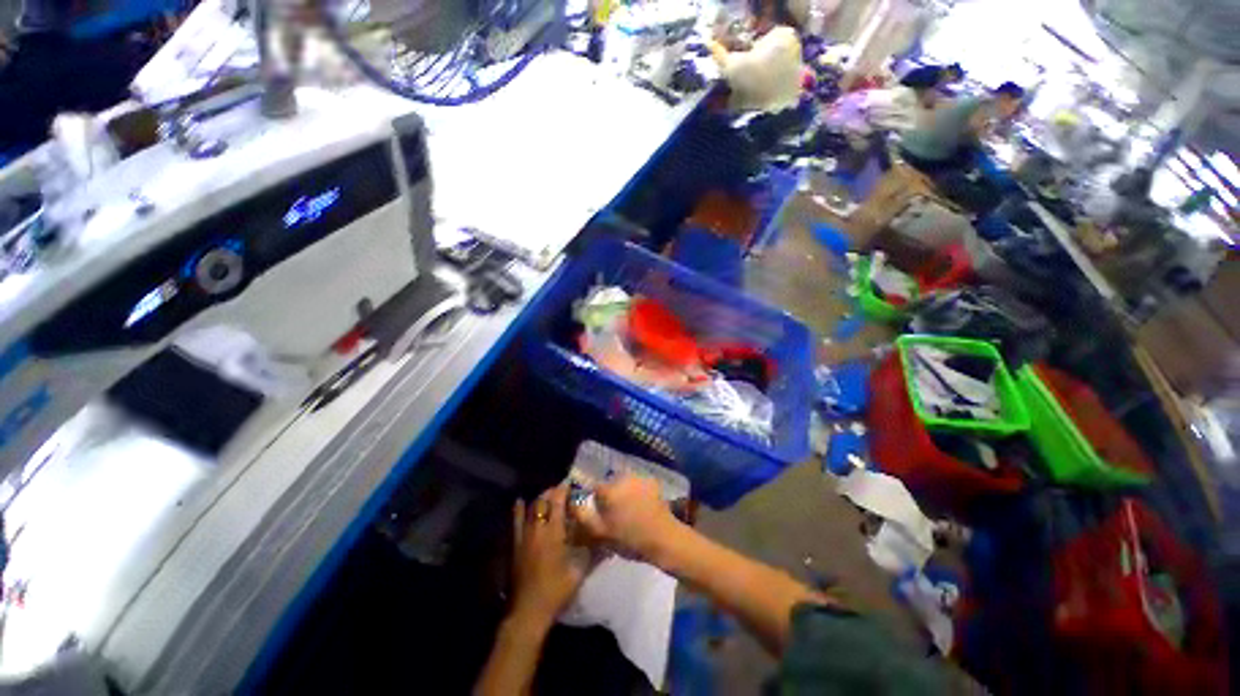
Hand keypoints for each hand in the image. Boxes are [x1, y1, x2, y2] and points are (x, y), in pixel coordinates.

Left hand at [509, 485, 586, 629]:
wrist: (529, 610)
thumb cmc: (556, 589)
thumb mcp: (579, 570)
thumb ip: (592, 551)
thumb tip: (607, 539)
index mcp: (552, 532)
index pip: (557, 503)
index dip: (563, 490)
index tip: (571, 484)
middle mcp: (537, 529)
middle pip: (542, 502)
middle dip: (552, 492)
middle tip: (562, 490)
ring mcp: (523, 537)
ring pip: (530, 509)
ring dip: (540, 499)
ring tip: (548, 495)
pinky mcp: (516, 546)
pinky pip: (516, 523)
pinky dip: (519, 510)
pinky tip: (520, 501)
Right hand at [572, 475, 684, 561]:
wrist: (664, 538)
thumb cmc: (629, 539)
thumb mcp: (601, 533)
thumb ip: (582, 516)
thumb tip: (571, 501)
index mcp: (608, 489)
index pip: (595, 488)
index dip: (596, 501)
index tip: (602, 514)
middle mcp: (622, 477)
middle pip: (610, 483)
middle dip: (611, 495)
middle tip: (616, 515)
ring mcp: (639, 477)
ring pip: (624, 483)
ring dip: (624, 492)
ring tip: (630, 511)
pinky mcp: (652, 481)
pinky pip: (638, 484)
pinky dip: (637, 492)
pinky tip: (642, 506)